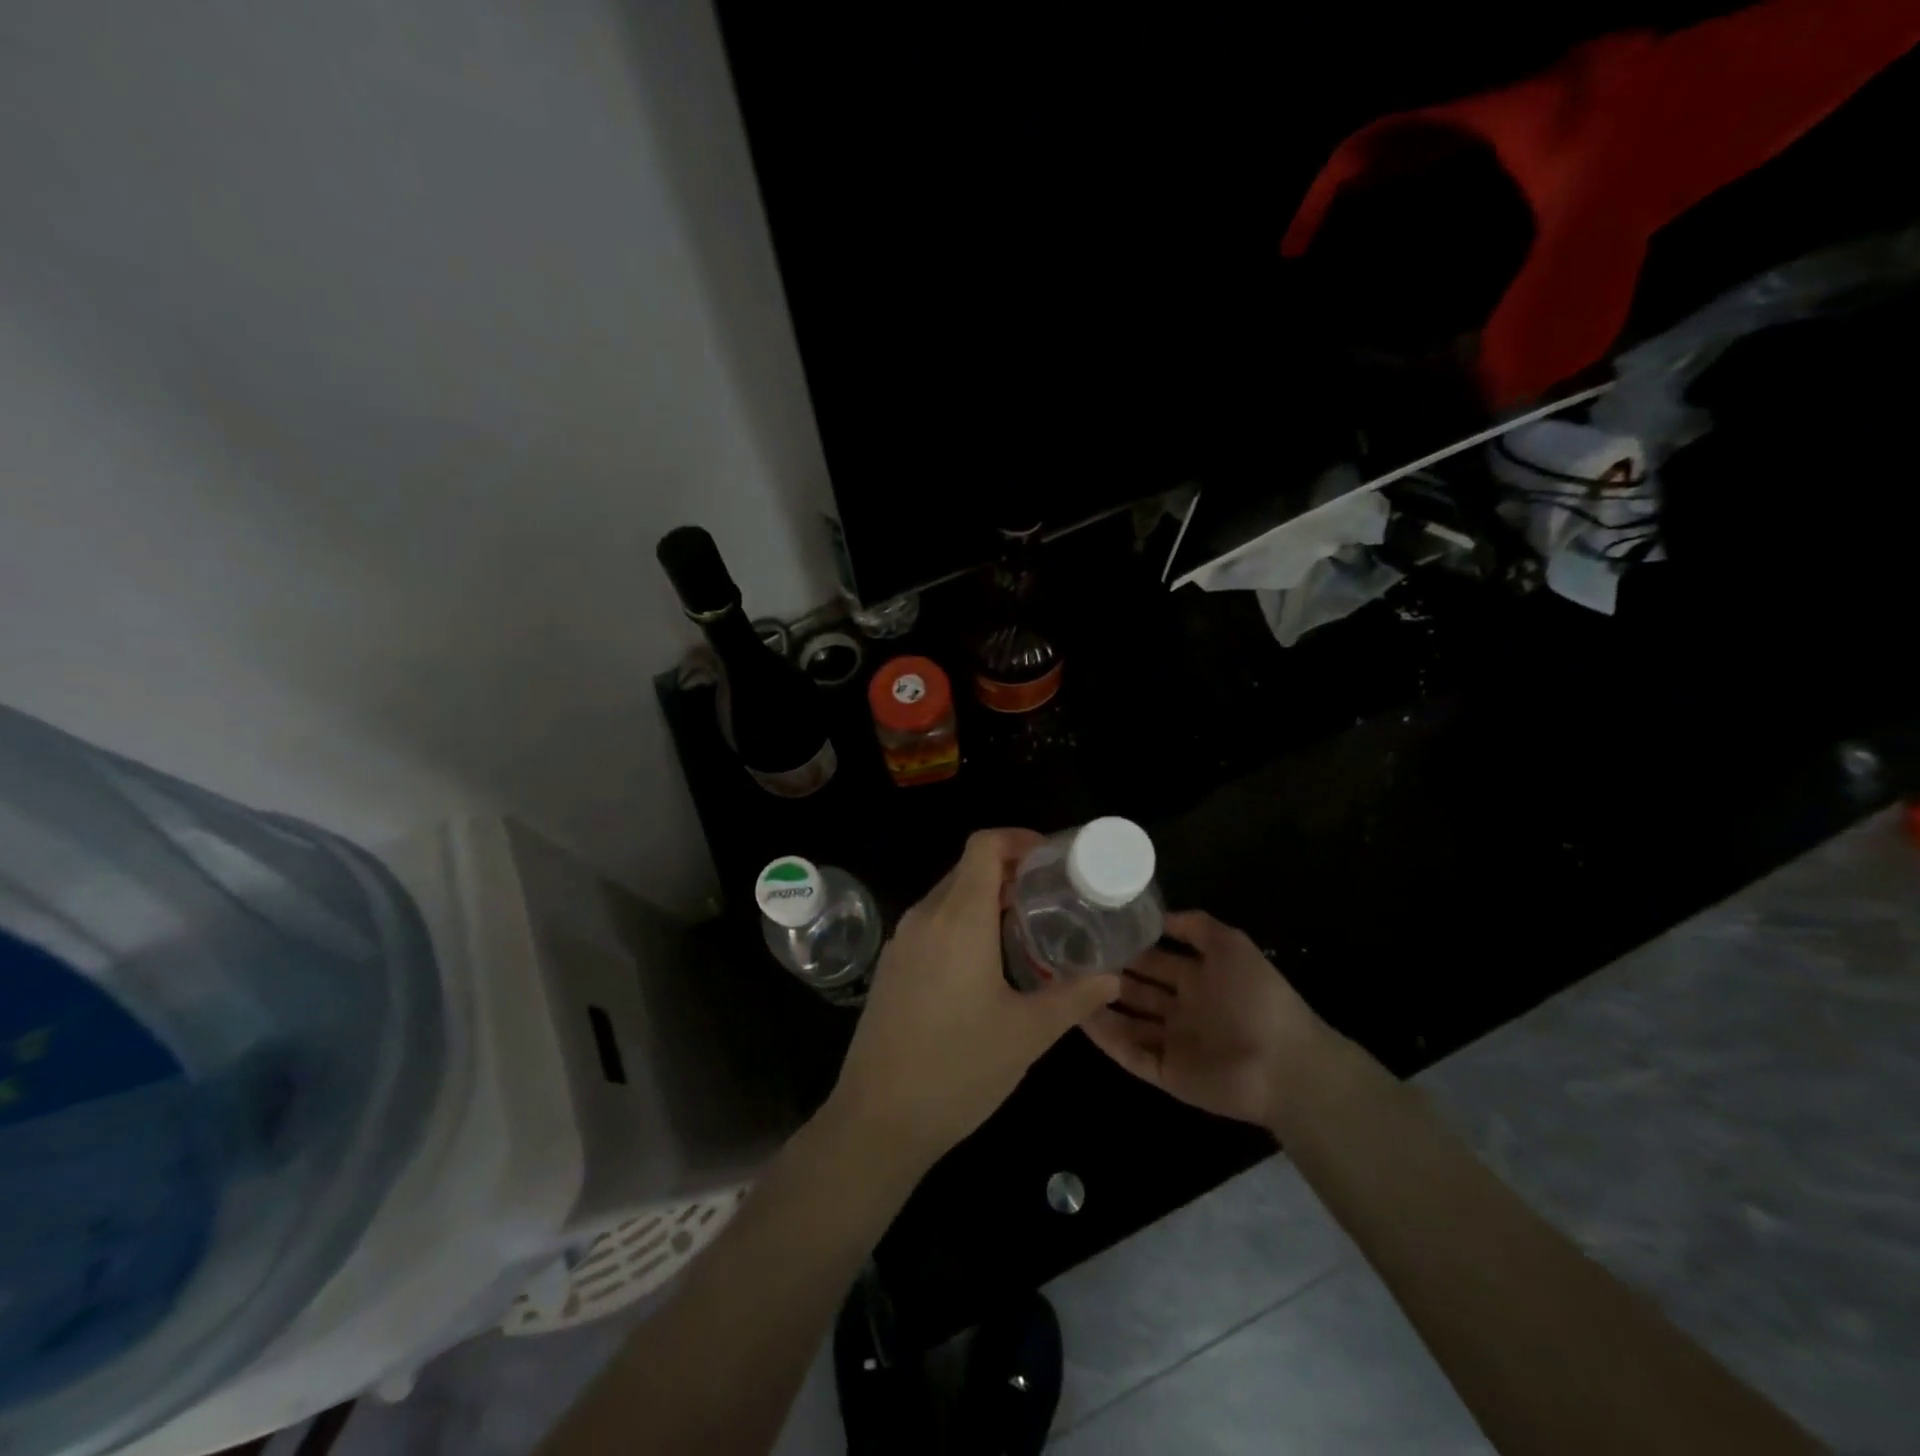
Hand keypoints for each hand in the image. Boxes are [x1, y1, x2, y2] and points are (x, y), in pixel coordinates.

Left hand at [825, 829, 1122, 1176]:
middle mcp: (925, 917)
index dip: (1018, 839)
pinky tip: (987, 961)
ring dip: (986, 898)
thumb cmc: (959, 1069)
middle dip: (1010, 870)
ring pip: (949, 895)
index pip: (984, 845)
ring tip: (1026, 928)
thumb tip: (1113, 977)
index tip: (1052, 860)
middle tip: (1052, 896)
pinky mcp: (892, 965)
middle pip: (968, 867)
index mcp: (959, 918)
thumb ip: (1074, 997)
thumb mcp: (1028, 1034)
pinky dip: (962, 922)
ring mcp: (902, 940)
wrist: (878, 1119)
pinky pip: (932, 922)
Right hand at [1085, 910, 1330, 1131]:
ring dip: (1099, 1004)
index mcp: (1198, 979)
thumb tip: (1158, 915)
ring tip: (1064, 985)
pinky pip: (1129, 1052)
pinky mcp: (1165, 1071)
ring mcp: (1172, 1042)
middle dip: (1107, 974)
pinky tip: (1078, 1016)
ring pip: (1126, 1020)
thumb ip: (1197, 926)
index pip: (1153, 960)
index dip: (1128, 947)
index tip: (1093, 931)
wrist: (1284, 1065)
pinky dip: (1105, 1036)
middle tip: (1068, 957)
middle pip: (1136, 989)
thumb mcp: (1232, 945)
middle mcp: (1181, 1009)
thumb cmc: (1257, 998)